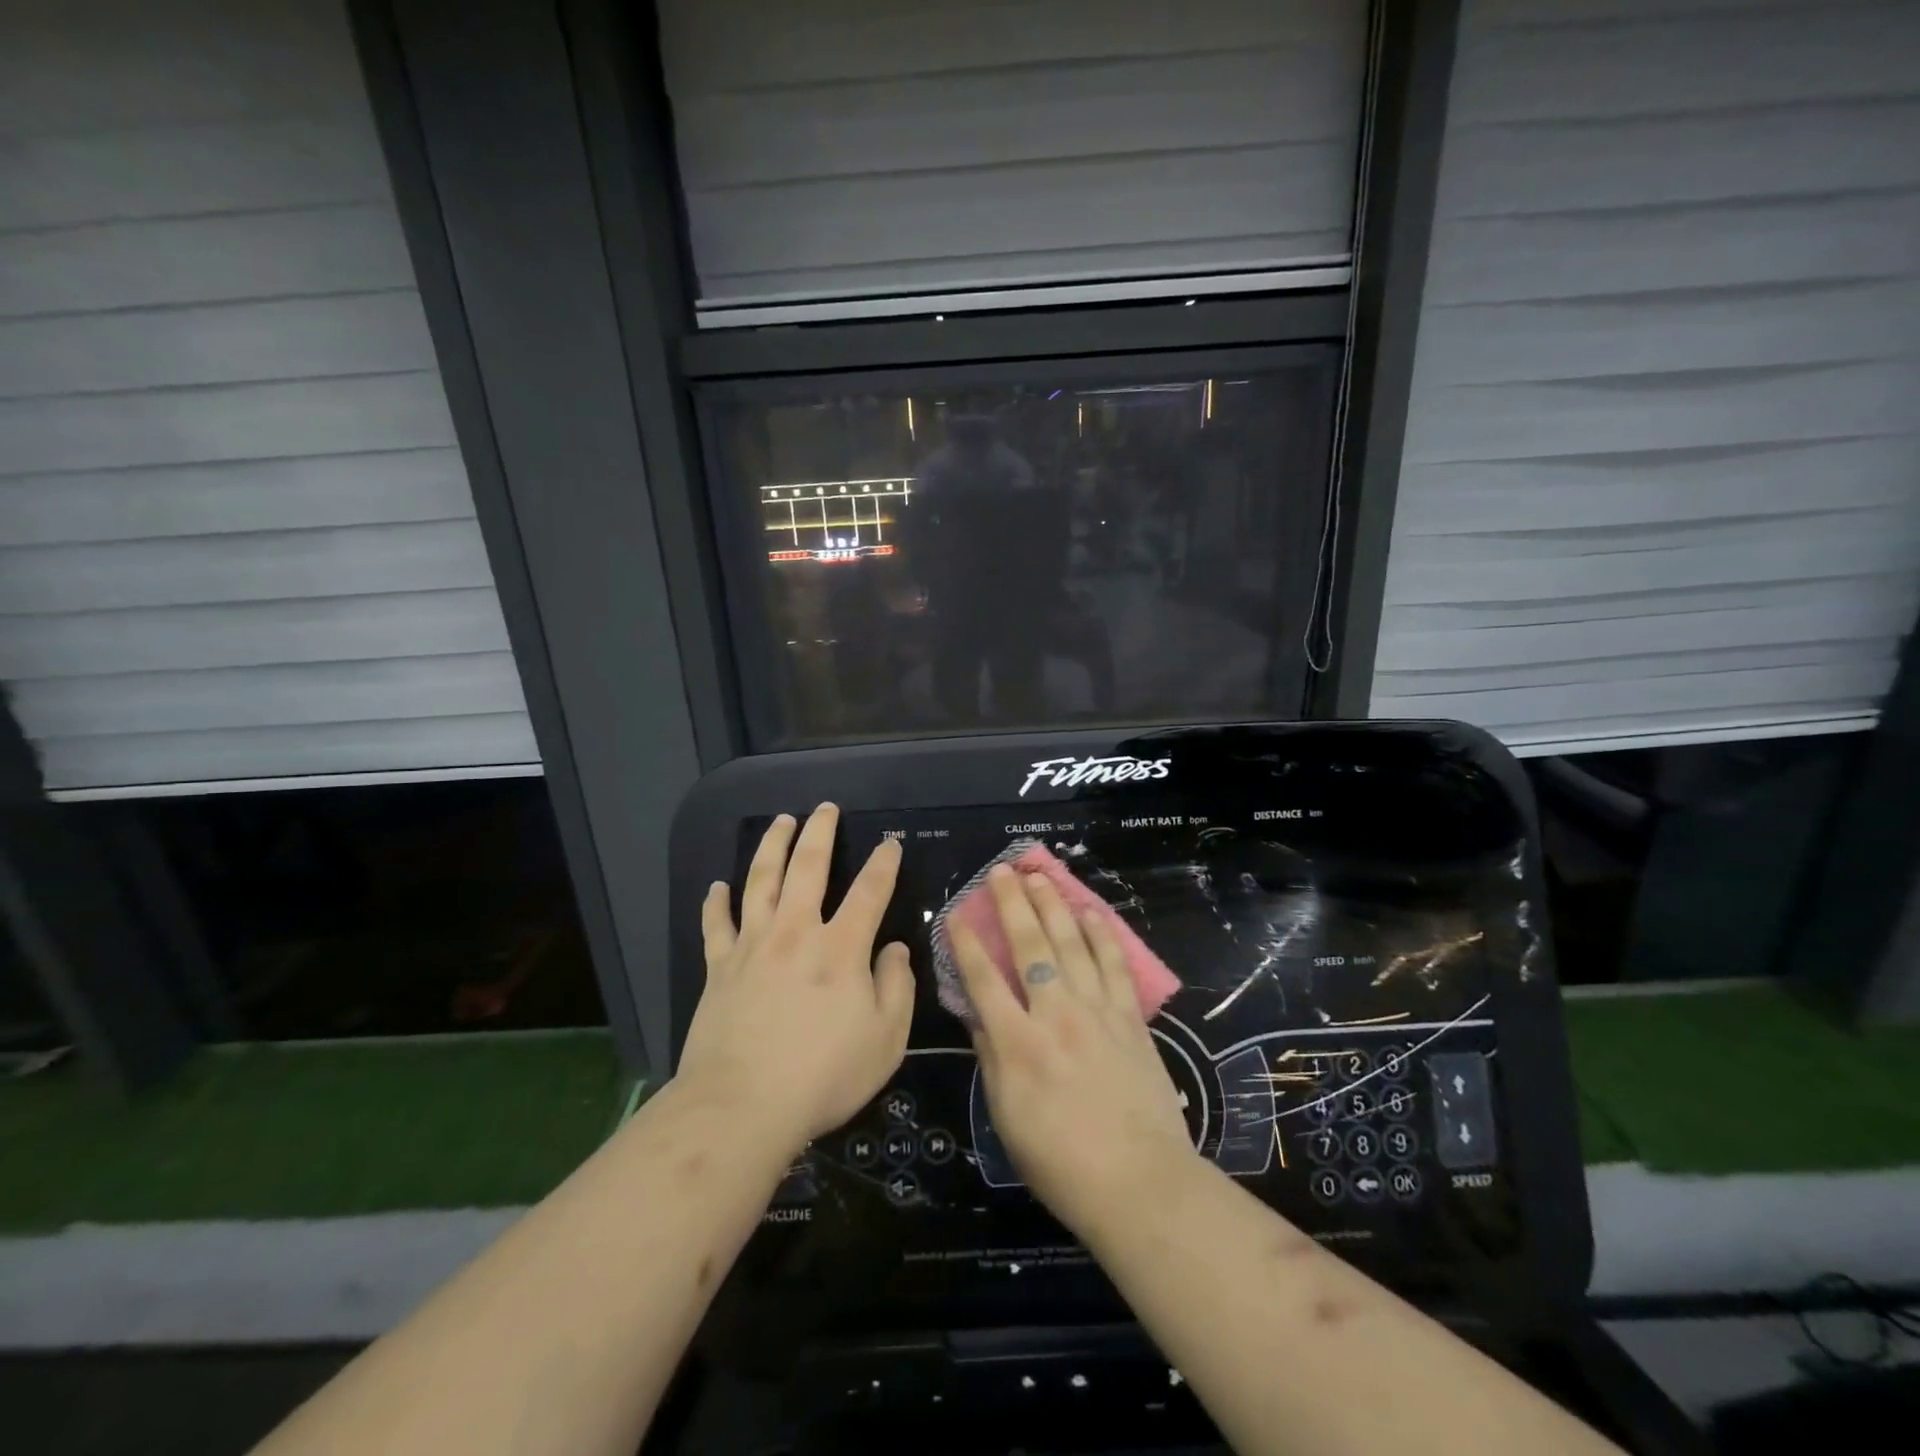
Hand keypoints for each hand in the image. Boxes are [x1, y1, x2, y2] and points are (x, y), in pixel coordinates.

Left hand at [678, 804, 914, 1153]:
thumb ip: (896, 987)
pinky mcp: (719, 967)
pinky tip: (718, 885)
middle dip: (820, 832)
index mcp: (841, 948)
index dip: (883, 863)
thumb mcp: (885, 1039)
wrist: (742, 1106)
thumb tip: (895, 949)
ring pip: (760, 880)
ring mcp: (752, 946)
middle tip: (825, 808)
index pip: (869, 891)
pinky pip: (716, 924)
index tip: (890, 843)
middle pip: (808, 867)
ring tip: (780, 821)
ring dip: (772, 846)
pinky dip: (716, 902)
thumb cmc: (823, 1075)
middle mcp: (796, 932)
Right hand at [952, 865, 1196, 1240]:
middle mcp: (1055, 1015)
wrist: (1138, 1182)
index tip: (957, 912)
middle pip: (1029, 947)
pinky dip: (1101, 935)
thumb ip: (991, 1058)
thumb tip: (979, 1014)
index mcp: (1018, 1044)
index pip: (983, 979)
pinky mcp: (1129, 1018)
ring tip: (1040, 877)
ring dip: (1054, 906)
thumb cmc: (1060, 1162)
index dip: (967, 942)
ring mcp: (1097, 1011)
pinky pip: (1113, 965)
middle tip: (1002, 871)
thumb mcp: (1007, 1116)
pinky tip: (1091, 913)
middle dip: (1012, 904)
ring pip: (1071, 944)